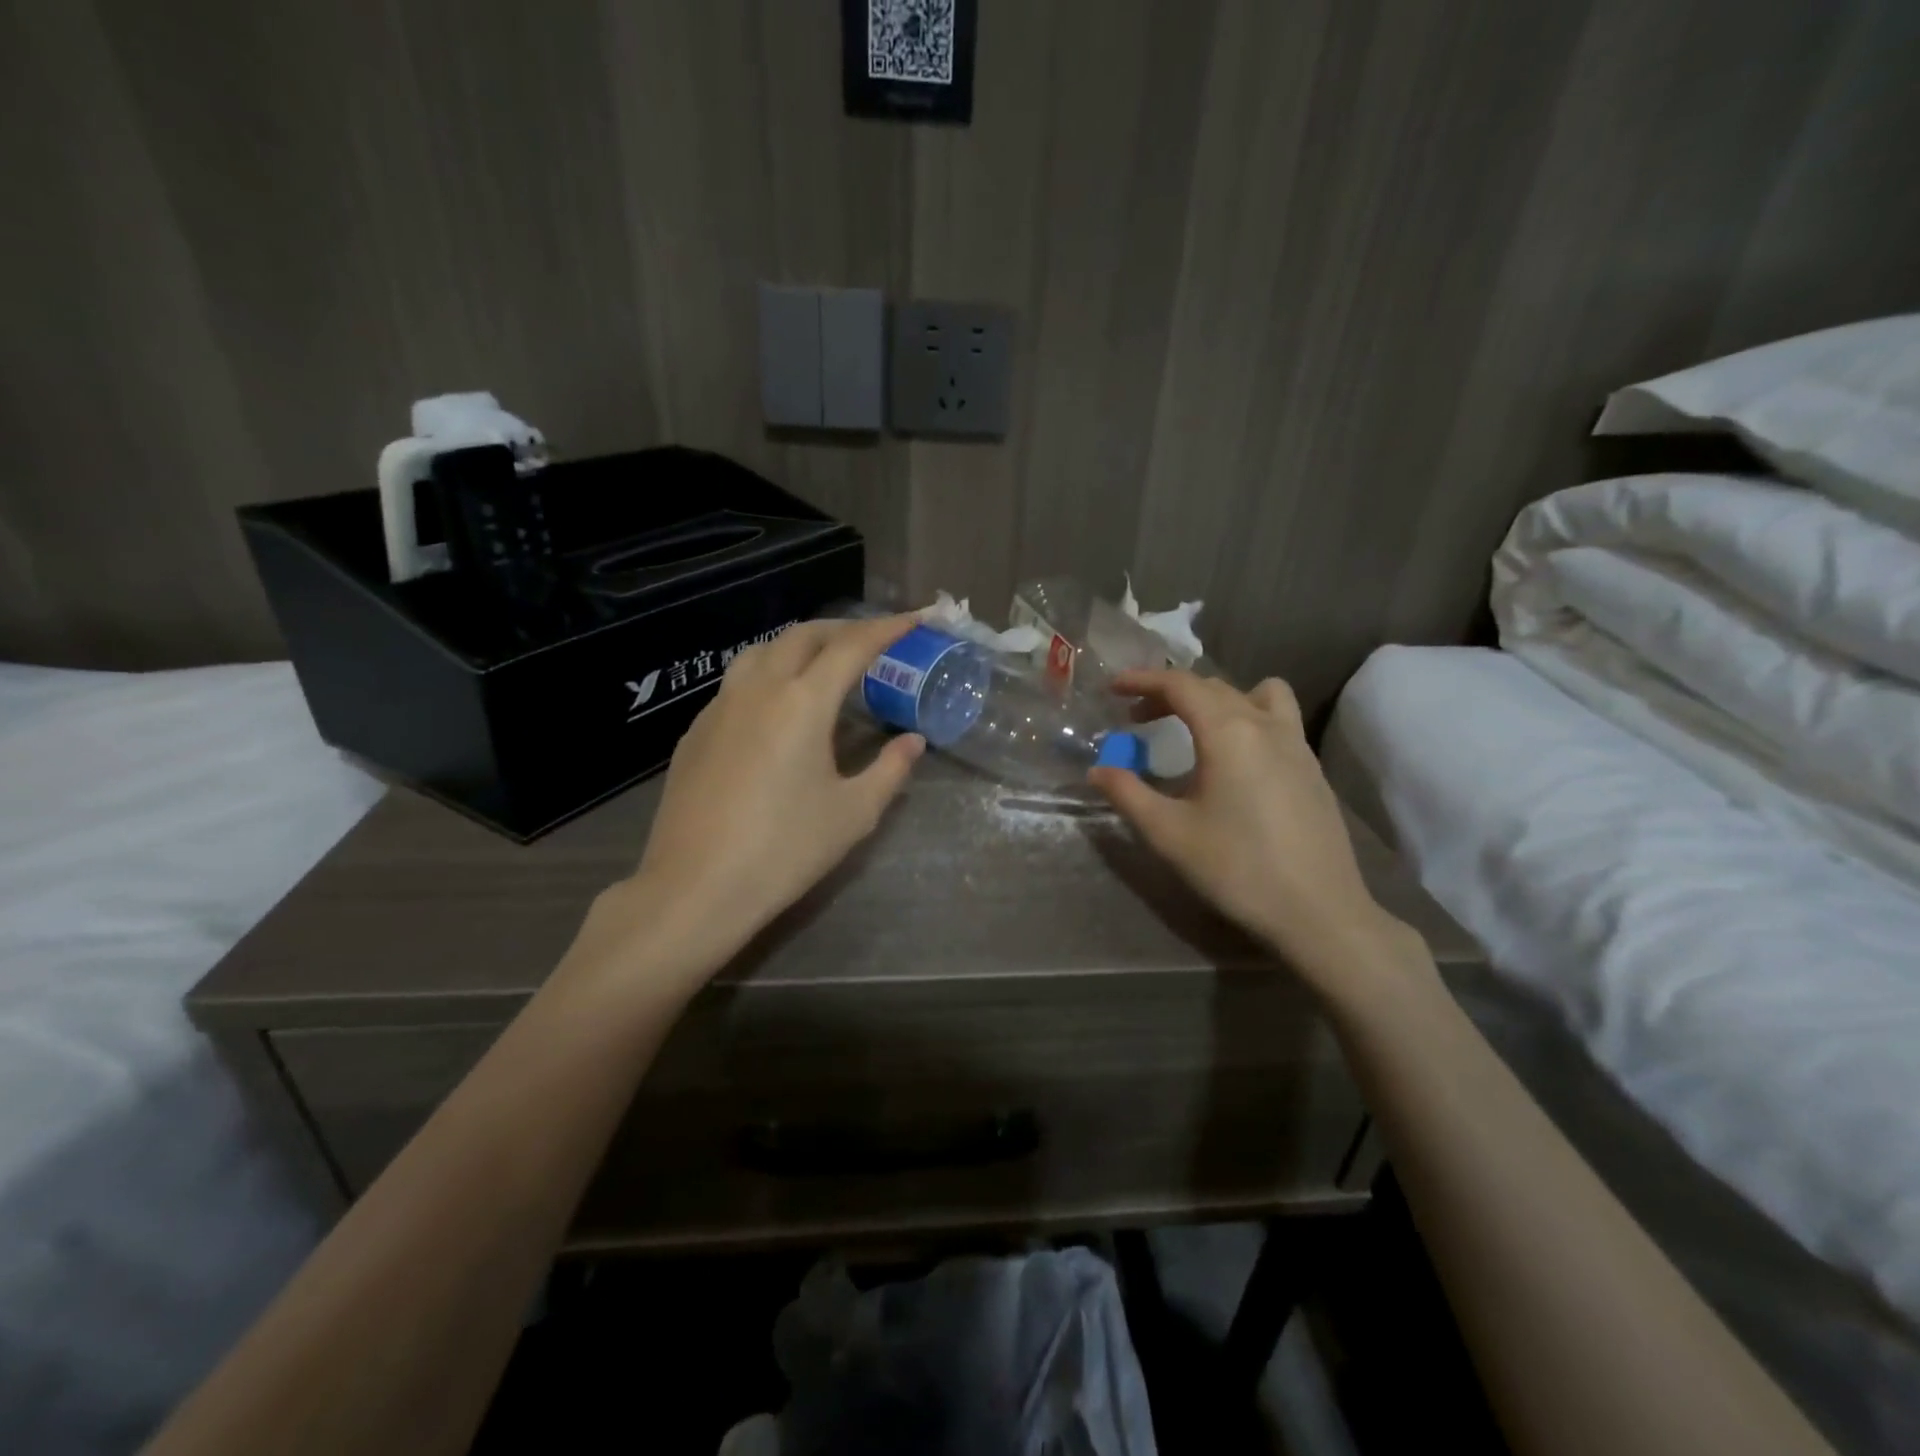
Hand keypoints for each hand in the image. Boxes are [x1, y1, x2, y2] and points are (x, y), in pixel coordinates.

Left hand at [590, 616, 925, 980]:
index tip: (915, 619)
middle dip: (843, 629)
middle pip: (803, 635)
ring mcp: (719, 708)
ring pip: (763, 651)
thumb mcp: (853, 814)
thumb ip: (890, 770)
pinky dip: (769, 674)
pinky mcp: (695, 732)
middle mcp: (758, 690)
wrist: (695, 889)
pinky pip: (738, 682)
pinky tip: (777, 707)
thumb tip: (913, 742)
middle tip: (873, 641)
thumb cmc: (784, 851)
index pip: (852, 647)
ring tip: (825, 664)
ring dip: (800, 645)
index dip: (888, 628)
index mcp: (802, 703)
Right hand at [1088, 670, 1423, 1000]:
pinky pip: (1277, 720)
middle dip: (1170, 693)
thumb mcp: (1168, 834)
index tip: (1113, 688)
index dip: (1142, 680)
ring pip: (1255, 695)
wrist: (1319, 912)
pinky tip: (1234, 761)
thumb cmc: (1237, 869)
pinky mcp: (1312, 769)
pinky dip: (1246, 719)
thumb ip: (1127, 794)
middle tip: (1137, 717)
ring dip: (1218, 698)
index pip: (1180, 685)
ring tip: (1195, 727)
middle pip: (1213, 687)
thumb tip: (1098, 770)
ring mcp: (1297, 744)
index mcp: (1228, 732)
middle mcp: (1266, 725)